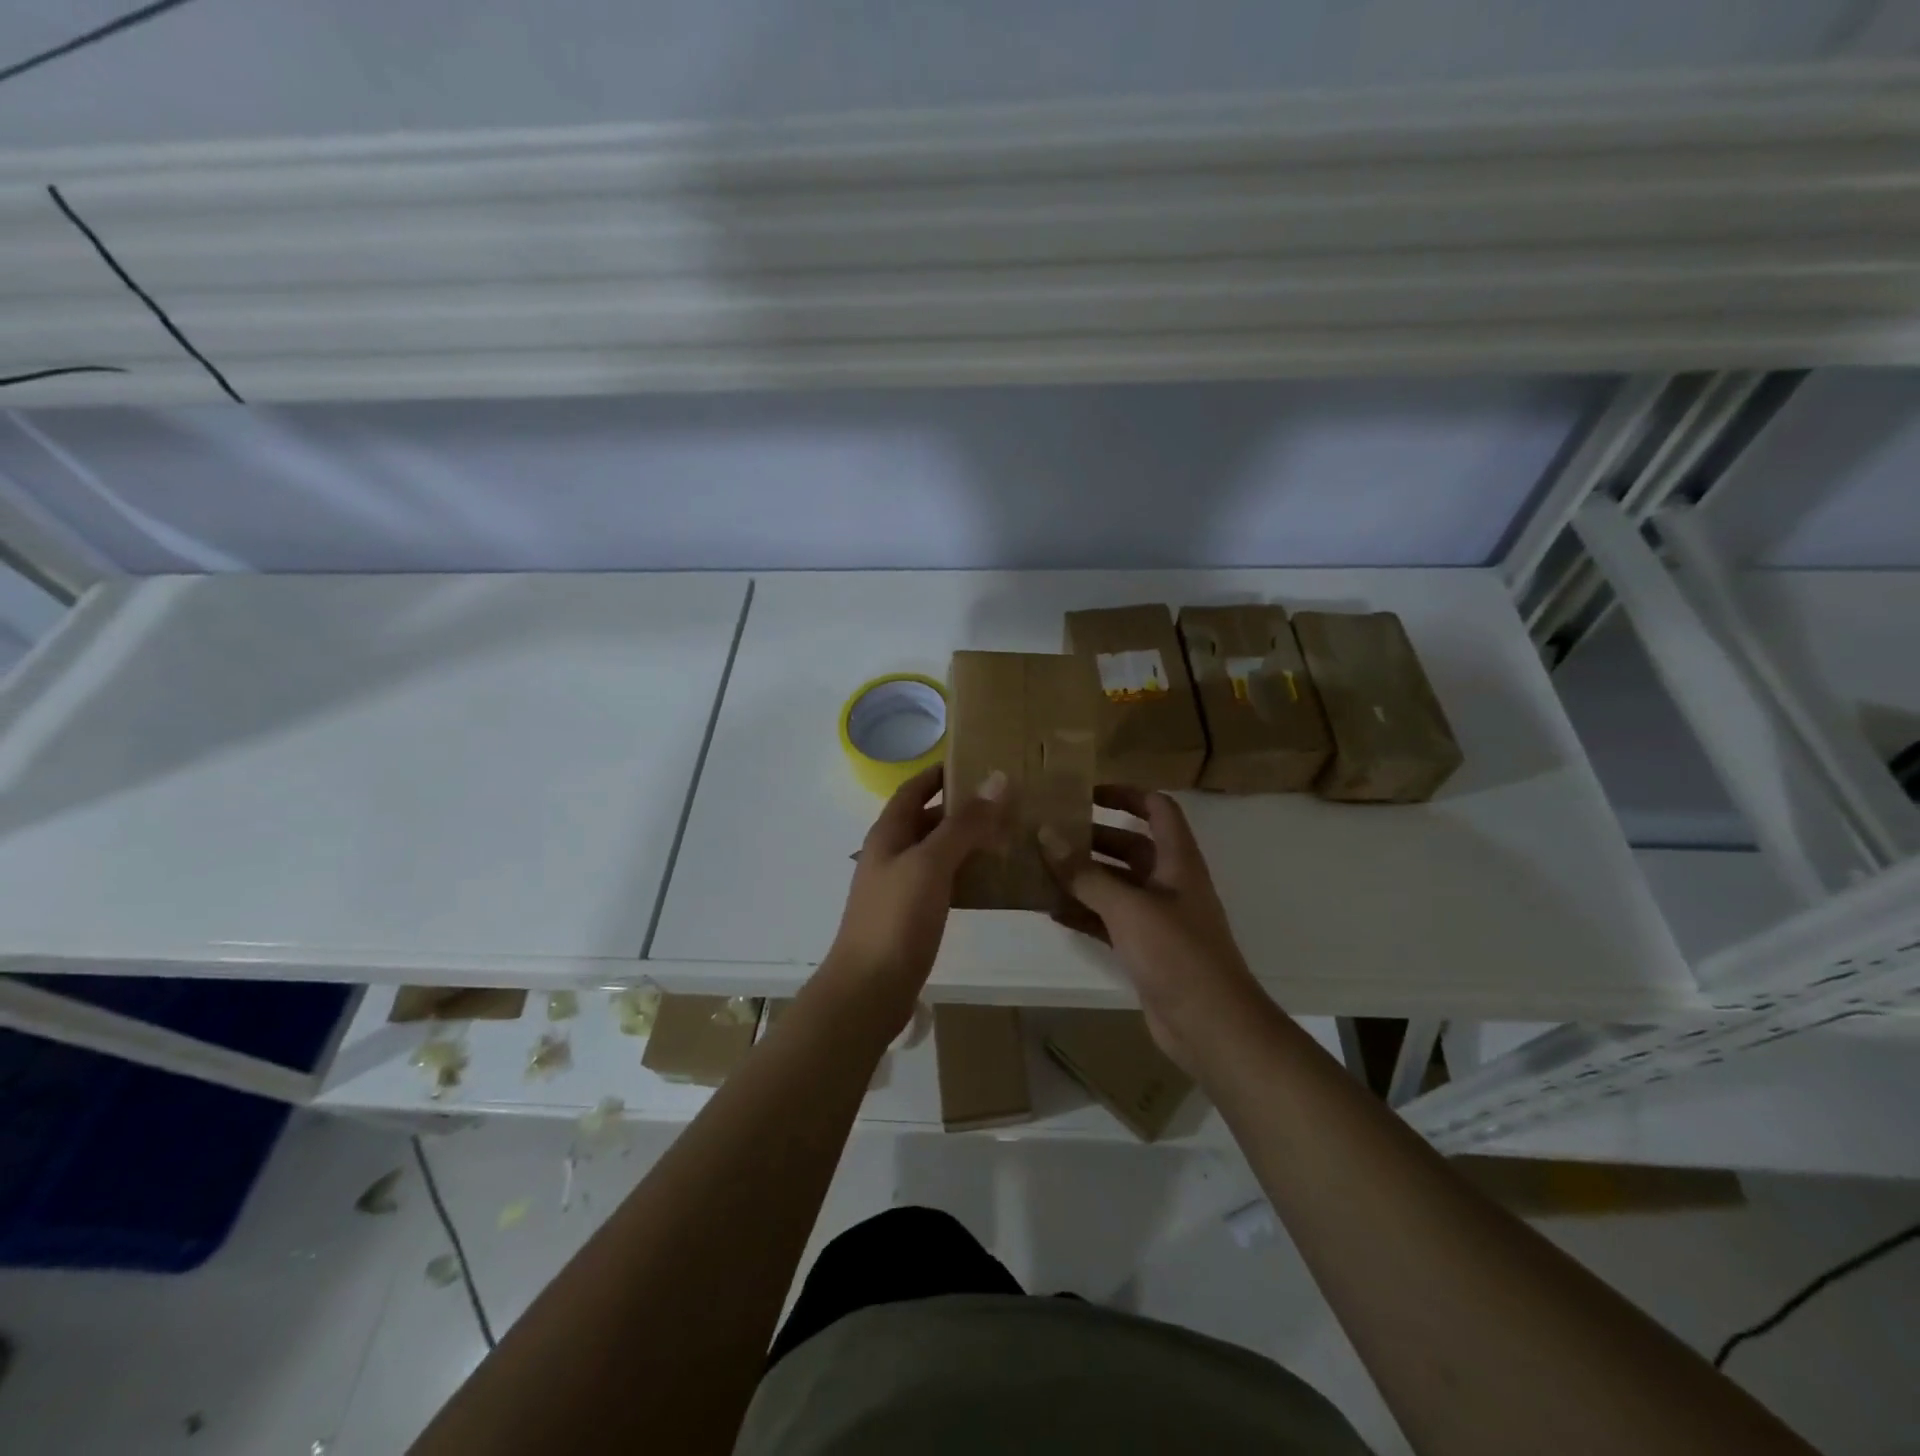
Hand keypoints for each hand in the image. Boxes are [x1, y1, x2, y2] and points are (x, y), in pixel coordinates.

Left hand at [820, 762, 1009, 1032]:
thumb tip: (997, 779)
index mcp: (888, 833)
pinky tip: (993, 880)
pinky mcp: (911, 916)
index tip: (979, 762)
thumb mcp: (932, 863)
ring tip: (1009, 836)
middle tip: (1007, 804)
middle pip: (928, 819)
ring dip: (968, 842)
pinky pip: (943, 883)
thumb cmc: (896, 918)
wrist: (869, 990)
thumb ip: (964, 823)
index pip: (914, 789)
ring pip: (938, 852)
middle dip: (963, 809)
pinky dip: (966, 874)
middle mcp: (891, 854)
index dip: (941, 773)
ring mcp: (900, 887)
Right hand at [1041, 785, 1270, 1072]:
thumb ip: (1085, 873)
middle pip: (1130, 846)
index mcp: (1177, 860)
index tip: (1086, 793)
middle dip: (1091, 838)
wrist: (1211, 1025)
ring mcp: (1157, 917)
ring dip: (1082, 877)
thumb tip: (1046, 835)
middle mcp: (1168, 882)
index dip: (1127, 794)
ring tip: (1039, 869)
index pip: (1158, 809)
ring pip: (1115, 884)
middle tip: (1048, 834)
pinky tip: (1052, 911)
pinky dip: (1084, 912)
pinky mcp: (1145, 948)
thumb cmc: (1177, 954)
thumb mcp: (1128, 907)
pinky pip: (1109, 919)